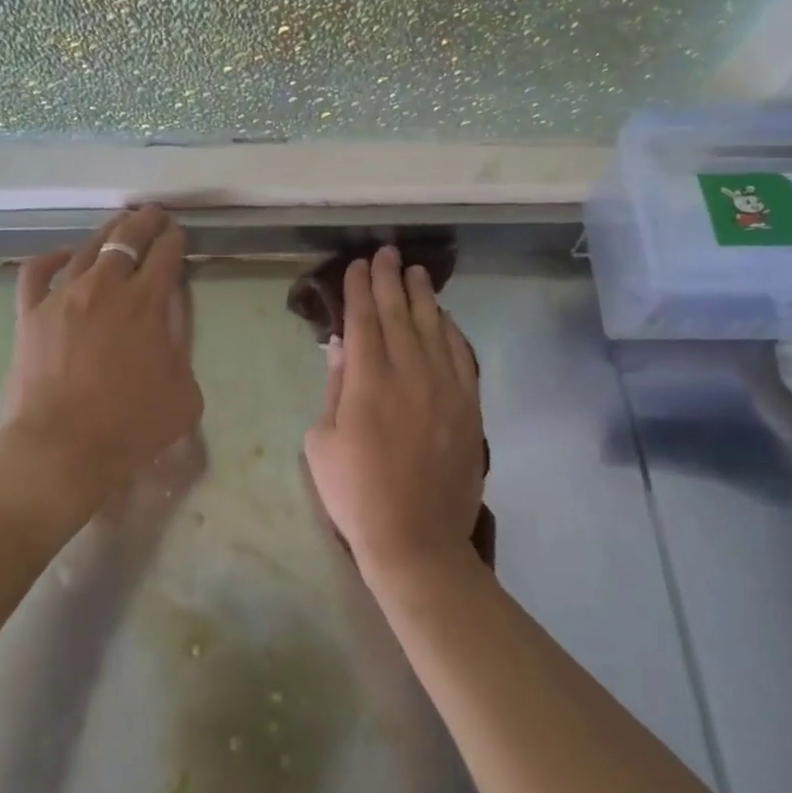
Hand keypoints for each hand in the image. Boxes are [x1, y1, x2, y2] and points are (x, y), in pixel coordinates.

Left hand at [3, 206, 203, 501]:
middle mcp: (105, 288)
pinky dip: (49, 258)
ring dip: (106, 233)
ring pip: (85, 249)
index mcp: (146, 304)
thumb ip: (182, 354)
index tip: (177, 232)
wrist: (62, 449)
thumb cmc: (130, 426)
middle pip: (126, 240)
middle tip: (153, 214)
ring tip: (117, 224)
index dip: (174, 239)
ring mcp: (63, 297)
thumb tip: (168, 333)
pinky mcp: (30, 314)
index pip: (164, 256)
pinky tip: (61, 254)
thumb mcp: (184, 394)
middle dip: (144, 223)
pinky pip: (35, 274)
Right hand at [304, 246, 485, 580]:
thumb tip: (341, 346)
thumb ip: (335, 387)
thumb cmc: (356, 493)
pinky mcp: (469, 407)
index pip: (364, 320)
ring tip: (417, 273)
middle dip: (390, 280)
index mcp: (369, 381)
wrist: (416, 539)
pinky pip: (463, 356)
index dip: (359, 289)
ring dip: (423, 297)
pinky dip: (452, 331)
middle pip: (399, 314)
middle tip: (387, 253)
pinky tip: (445, 318)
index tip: (358, 265)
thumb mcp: (322, 441)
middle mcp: (410, 374)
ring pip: (434, 328)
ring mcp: (446, 389)